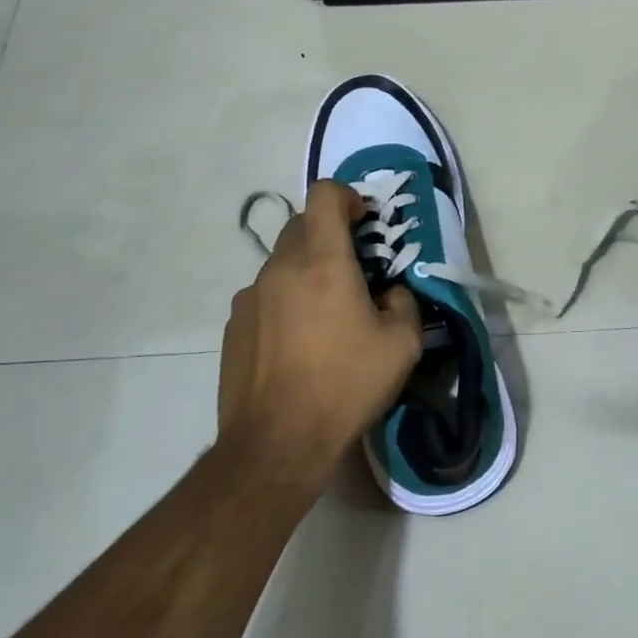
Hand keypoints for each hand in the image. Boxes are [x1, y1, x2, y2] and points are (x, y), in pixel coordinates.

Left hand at [216, 180, 421, 490]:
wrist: (277, 443)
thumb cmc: (346, 385)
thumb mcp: (402, 345)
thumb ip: (403, 303)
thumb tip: (390, 294)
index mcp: (323, 262)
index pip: (324, 194)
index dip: (347, 196)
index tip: (364, 221)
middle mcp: (280, 268)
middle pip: (301, 224)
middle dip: (330, 233)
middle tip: (355, 269)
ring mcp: (250, 297)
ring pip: (282, 262)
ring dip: (307, 270)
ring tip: (327, 314)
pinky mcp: (234, 326)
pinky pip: (265, 295)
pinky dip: (286, 300)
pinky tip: (299, 342)